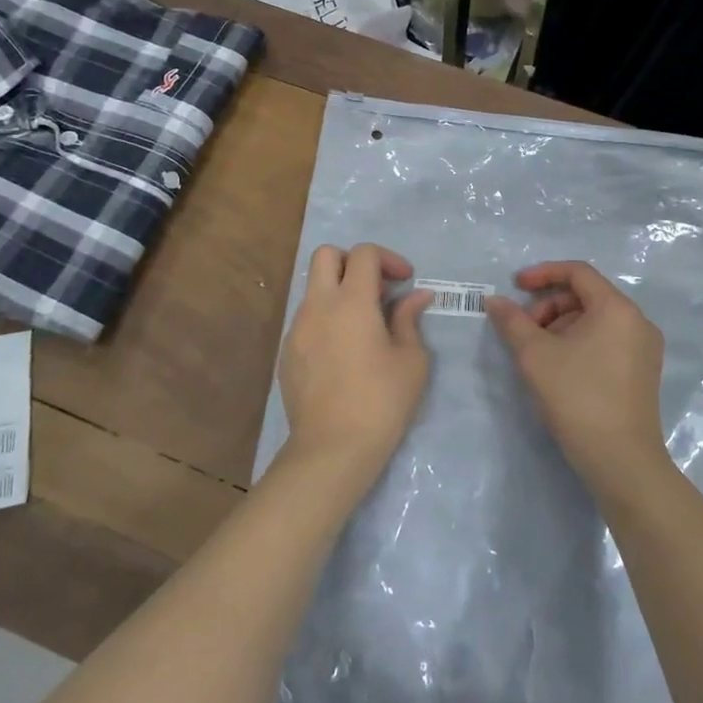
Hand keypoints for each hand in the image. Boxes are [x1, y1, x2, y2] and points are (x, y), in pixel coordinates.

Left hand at [278, 244, 432, 487]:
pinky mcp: (286, 353)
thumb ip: (409, 320)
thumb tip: (415, 297)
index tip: (405, 281)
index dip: (388, 258)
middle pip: (326, 255)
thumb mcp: (411, 360)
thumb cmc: (381, 401)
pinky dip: (326, 318)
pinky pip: (306, 318)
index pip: (363, 253)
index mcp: (352, 302)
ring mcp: (296, 329)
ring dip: (338, 291)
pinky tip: (343, 351)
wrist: (332, 449)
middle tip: (376, 289)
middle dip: (353, 262)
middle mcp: (318, 306)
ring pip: (313, 288)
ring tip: (364, 324)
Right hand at [487, 261, 668, 496]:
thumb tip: (494, 301)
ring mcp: (644, 348)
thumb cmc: (578, 398)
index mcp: (617, 308)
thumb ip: (512, 322)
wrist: (622, 461)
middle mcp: (637, 321)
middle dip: (550, 306)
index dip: (543, 274)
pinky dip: (580, 342)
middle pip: (586, 296)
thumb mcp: (536, 356)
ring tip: (539, 354)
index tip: (515, 287)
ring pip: (596, 320)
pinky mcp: (643, 372)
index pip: (578, 272)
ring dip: (561, 326)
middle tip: (524, 331)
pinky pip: (607, 341)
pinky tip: (559, 368)